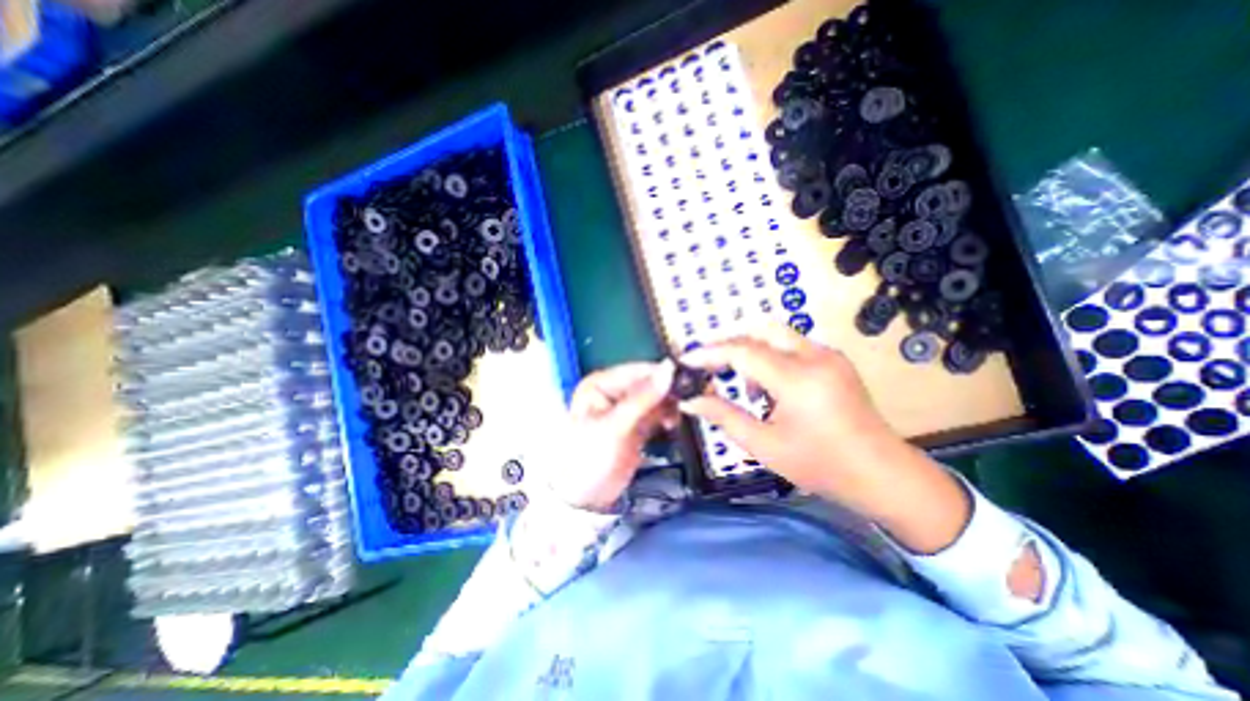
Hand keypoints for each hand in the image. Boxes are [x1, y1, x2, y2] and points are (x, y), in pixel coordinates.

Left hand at [547, 361, 680, 509]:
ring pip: (656, 398)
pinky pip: (657, 413)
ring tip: (677, 418)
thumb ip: (643, 398)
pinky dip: (667, 416)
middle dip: (668, 391)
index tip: (688, 380)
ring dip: (670, 405)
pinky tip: (672, 424)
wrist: (583, 499)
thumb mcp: (615, 426)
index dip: (662, 374)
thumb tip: (669, 369)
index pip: (638, 370)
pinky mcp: (636, 425)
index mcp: (601, 384)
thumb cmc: (589, 458)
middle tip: (687, 401)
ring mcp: (626, 408)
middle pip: (649, 383)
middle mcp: (614, 391)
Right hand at [680, 329, 970, 551]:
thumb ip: (724, 416)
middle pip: (760, 330)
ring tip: (744, 386)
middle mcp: (814, 357)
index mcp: (797, 380)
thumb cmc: (821, 466)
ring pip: (777, 335)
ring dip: (752, 351)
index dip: (709, 352)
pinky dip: (771, 357)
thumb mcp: (765, 445)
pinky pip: (793, 346)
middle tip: (709, 365)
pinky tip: (770, 388)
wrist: (884, 475)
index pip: (742, 351)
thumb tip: (690, 401)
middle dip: (730, 343)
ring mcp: (829, 356)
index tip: (686, 359)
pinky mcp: (835, 360)